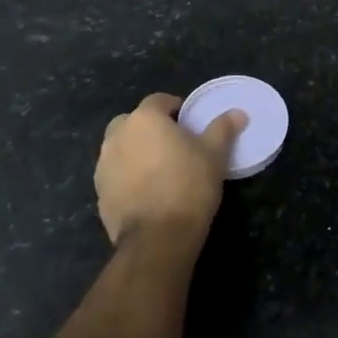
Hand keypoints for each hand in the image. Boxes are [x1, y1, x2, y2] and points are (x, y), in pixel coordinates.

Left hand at [94, 93, 246, 251]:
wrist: (158, 237)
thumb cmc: (188, 184)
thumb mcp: (215, 153)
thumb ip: (223, 128)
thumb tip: (238, 112)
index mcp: (144, 120)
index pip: (158, 100)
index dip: (174, 107)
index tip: (189, 122)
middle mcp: (117, 137)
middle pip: (132, 122)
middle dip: (149, 128)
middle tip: (172, 143)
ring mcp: (104, 166)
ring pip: (120, 148)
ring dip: (135, 151)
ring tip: (160, 168)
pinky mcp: (99, 194)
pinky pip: (115, 175)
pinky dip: (128, 176)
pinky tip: (147, 191)